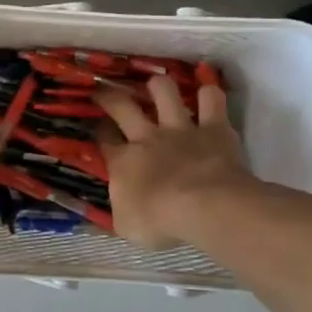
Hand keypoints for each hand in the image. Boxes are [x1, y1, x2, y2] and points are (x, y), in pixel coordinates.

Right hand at [96, 75, 252, 250]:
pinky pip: (211, 100)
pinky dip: (209, 94)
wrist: (205, 207)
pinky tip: (207, 93)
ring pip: (164, 91)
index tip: (97, 128)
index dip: (98, 132)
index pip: (104, 140)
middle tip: (105, 91)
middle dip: (110, 96)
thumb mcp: (126, 226)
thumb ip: (119, 210)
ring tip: (157, 85)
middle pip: (123, 106)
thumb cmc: (160, 220)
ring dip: (159, 85)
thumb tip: (116, 204)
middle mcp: (147, 137)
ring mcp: (181, 128)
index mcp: (123, 161)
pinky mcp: (214, 127)